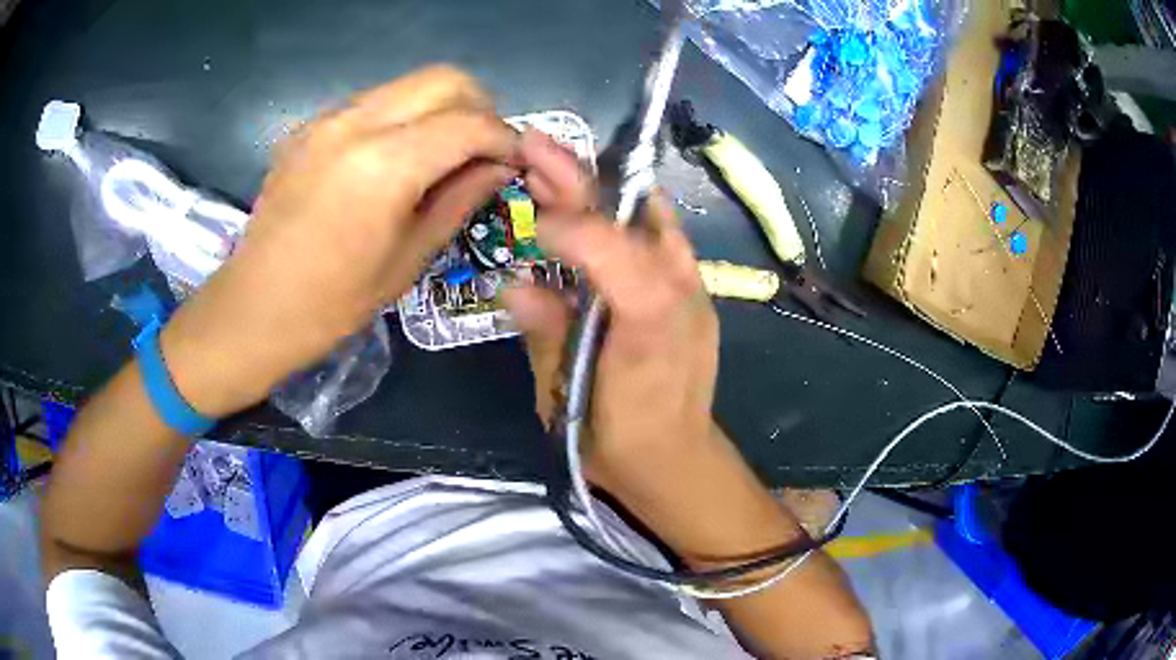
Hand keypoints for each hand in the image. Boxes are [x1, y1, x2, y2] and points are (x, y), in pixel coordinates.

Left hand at [162, 66, 519, 416]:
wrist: (256, 307)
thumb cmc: (334, 301)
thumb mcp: (409, 258)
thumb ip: (460, 199)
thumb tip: (499, 167)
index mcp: (384, 165)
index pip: (469, 122)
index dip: (504, 137)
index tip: (515, 161)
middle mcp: (356, 123)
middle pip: (443, 79)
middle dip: (478, 107)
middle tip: (483, 150)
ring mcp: (328, 119)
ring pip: (409, 84)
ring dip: (440, 109)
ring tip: (443, 153)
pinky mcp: (310, 126)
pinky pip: (374, 102)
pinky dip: (402, 118)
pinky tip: (396, 159)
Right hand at [504, 131, 720, 493]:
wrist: (675, 461)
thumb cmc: (616, 441)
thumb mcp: (566, 399)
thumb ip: (547, 335)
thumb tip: (514, 283)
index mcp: (650, 329)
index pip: (618, 254)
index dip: (574, 228)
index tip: (533, 220)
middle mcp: (681, 296)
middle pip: (631, 221)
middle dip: (581, 180)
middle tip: (536, 145)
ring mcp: (692, 290)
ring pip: (647, 220)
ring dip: (597, 188)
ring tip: (552, 162)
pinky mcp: (689, 292)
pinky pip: (657, 237)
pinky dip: (622, 211)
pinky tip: (591, 196)